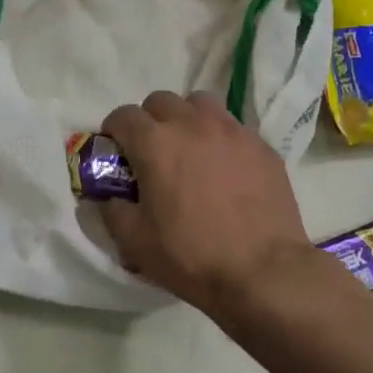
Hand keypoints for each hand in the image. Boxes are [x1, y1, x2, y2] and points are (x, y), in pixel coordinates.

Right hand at [96, 91, 316, 318]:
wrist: (263, 272)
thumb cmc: (191, 256)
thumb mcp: (134, 242)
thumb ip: (113, 211)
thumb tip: (110, 197)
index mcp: (155, 143)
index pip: (123, 116)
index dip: (114, 130)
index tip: (116, 150)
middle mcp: (192, 125)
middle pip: (161, 101)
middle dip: (150, 119)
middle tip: (152, 151)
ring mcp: (231, 131)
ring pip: (201, 104)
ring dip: (187, 119)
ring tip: (190, 149)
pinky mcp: (261, 145)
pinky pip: (233, 127)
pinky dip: (221, 138)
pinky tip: (225, 169)